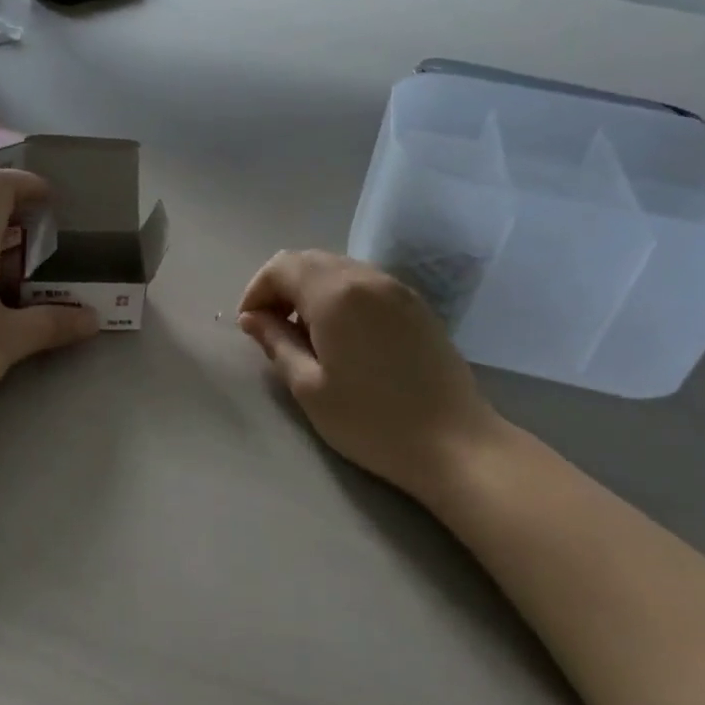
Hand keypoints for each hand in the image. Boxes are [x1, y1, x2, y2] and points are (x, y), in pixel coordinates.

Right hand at [238, 251, 506, 503]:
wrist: (454, 443)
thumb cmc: (370, 420)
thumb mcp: (308, 387)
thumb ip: (276, 343)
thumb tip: (252, 319)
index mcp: (335, 293)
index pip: (281, 267)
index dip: (257, 291)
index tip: (250, 327)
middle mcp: (366, 277)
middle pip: (310, 261)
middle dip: (282, 288)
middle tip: (272, 330)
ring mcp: (397, 289)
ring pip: (339, 270)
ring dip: (311, 291)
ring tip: (305, 336)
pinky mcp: (417, 305)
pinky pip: (366, 284)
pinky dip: (341, 297)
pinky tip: (342, 337)